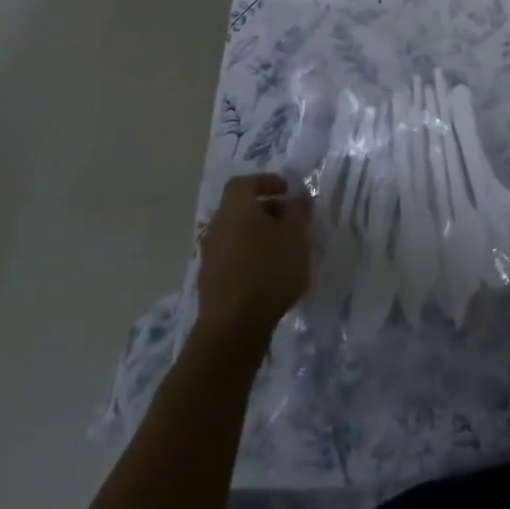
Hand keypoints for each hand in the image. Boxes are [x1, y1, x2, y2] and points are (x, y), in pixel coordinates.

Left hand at [192, 173, 310, 358]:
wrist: (233, 327)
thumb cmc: (269, 271)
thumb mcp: (297, 236)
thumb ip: (299, 211)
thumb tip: (299, 196)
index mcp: (236, 209)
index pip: (245, 182)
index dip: (266, 181)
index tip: (287, 190)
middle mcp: (217, 226)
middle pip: (240, 208)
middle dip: (267, 209)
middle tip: (291, 220)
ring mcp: (210, 255)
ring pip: (236, 233)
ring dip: (259, 234)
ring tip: (284, 248)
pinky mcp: (210, 280)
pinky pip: (232, 255)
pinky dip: (250, 254)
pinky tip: (269, 272)